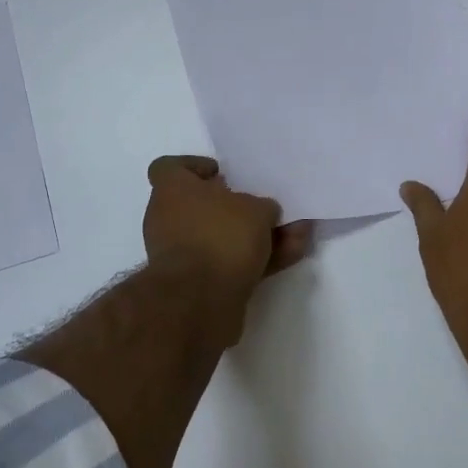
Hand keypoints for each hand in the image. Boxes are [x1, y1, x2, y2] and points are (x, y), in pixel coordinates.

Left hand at [143, 156, 313, 349]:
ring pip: (223, 237)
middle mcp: (169, 219)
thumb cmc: (220, 236)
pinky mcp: (197, 283)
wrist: (200, 300)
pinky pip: (229, 262)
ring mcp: (181, 254)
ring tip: (298, 233)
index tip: (221, 174)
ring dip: (258, 236)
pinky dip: (257, 259)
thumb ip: (262, 206)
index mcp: (171, 191)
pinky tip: (293, 255)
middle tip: (268, 207)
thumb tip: (263, 213)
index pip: (169, 168)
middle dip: (240, 208)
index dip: (194, 167)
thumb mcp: (256, 209)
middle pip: (204, 206)